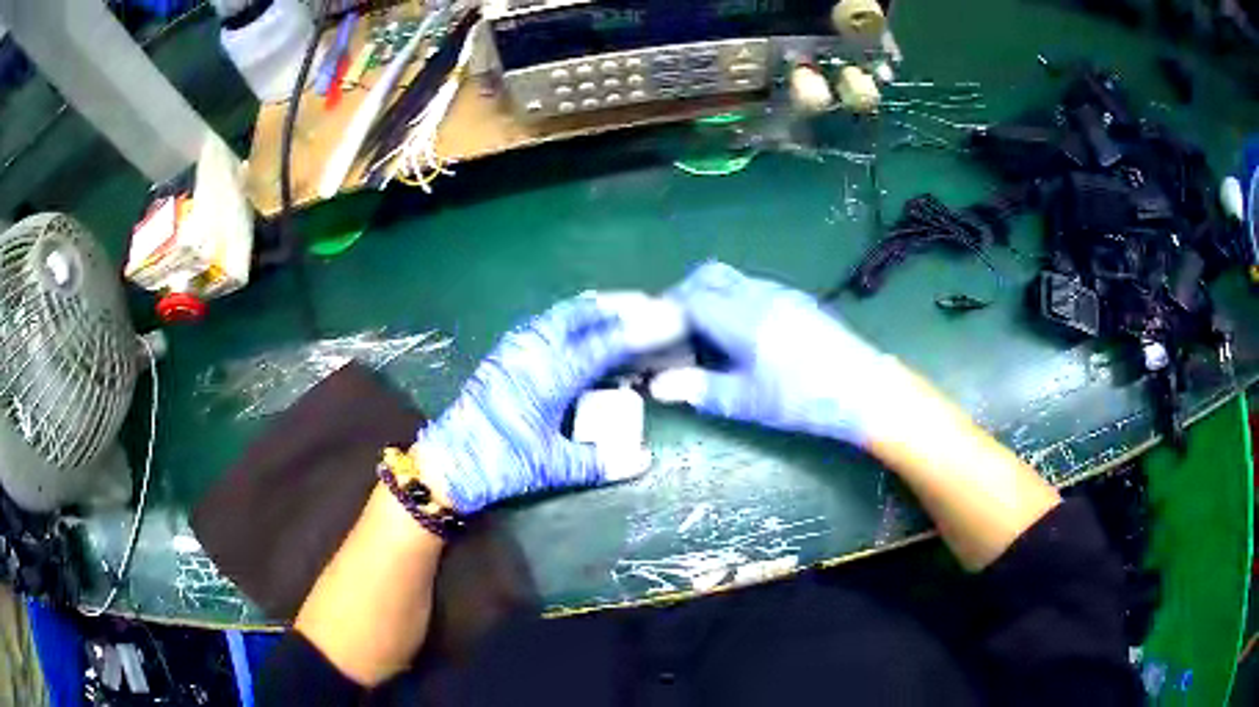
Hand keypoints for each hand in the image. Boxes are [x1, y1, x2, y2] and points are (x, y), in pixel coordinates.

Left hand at [417, 293, 685, 513]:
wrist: (448, 460)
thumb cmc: (501, 462)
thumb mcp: (552, 467)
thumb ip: (599, 462)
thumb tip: (643, 461)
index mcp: (550, 375)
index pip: (605, 343)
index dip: (640, 331)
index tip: (667, 319)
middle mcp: (533, 351)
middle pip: (580, 314)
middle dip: (615, 306)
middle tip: (646, 305)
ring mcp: (514, 349)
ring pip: (558, 315)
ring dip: (590, 309)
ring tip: (616, 310)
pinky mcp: (502, 354)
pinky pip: (541, 324)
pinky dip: (566, 318)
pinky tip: (574, 328)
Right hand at [650, 262, 907, 447]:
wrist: (864, 390)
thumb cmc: (803, 399)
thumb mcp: (747, 401)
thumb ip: (699, 389)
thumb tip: (657, 385)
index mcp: (742, 318)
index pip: (689, 299)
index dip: (665, 314)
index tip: (651, 336)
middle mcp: (758, 294)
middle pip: (707, 276)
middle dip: (682, 296)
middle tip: (672, 331)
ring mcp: (780, 293)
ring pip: (730, 278)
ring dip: (707, 296)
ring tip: (702, 334)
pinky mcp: (796, 300)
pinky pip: (750, 287)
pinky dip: (730, 300)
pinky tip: (737, 334)